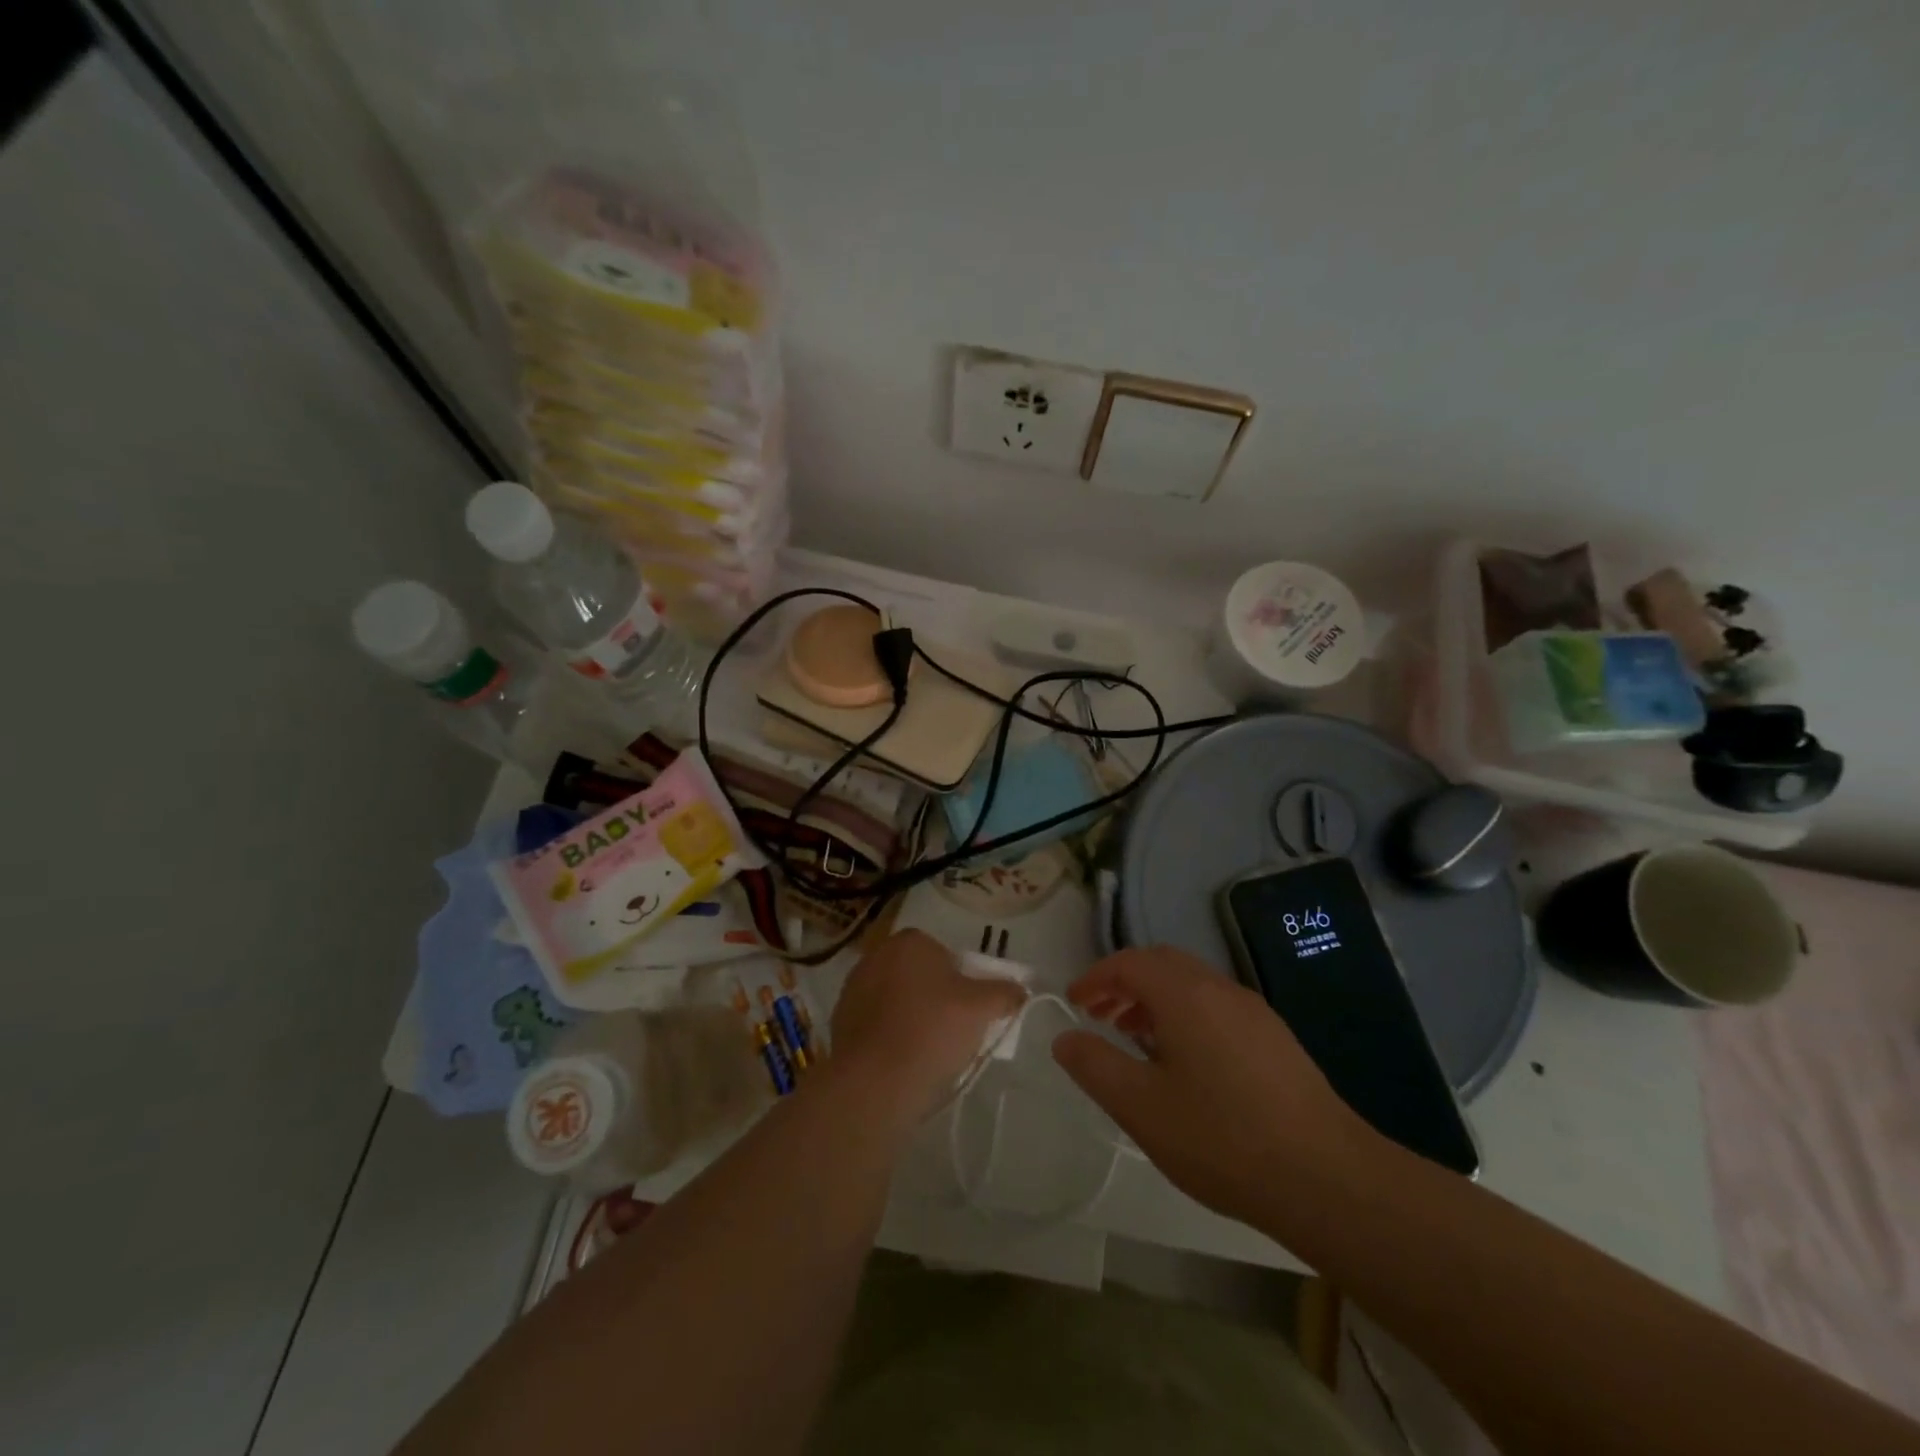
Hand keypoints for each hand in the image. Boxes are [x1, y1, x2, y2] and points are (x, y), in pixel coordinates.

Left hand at [827, 930, 1025, 1128]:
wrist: (875, 1082)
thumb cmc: (932, 1030)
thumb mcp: (982, 1009)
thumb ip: (1005, 993)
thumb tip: (1021, 989)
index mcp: (910, 941)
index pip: (943, 953)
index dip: (960, 980)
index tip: (968, 1010)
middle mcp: (876, 955)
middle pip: (918, 974)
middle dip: (934, 996)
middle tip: (952, 1031)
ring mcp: (853, 988)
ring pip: (895, 998)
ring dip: (910, 1016)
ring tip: (927, 1051)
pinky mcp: (840, 1020)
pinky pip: (876, 1023)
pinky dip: (889, 1035)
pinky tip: (901, 1061)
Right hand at [1051, 946, 1377, 1229]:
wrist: (1327, 1179)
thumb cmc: (1222, 1138)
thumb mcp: (1141, 1108)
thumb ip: (1095, 1065)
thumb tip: (1065, 1037)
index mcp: (1184, 994)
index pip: (1129, 962)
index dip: (1095, 977)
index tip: (1074, 1003)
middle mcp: (1220, 988)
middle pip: (1162, 963)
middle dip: (1124, 982)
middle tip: (1100, 1017)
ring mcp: (1253, 1011)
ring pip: (1192, 984)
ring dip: (1156, 999)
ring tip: (1136, 1039)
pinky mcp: (1276, 1038)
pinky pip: (1217, 1006)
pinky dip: (1186, 1014)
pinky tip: (1186, 1063)